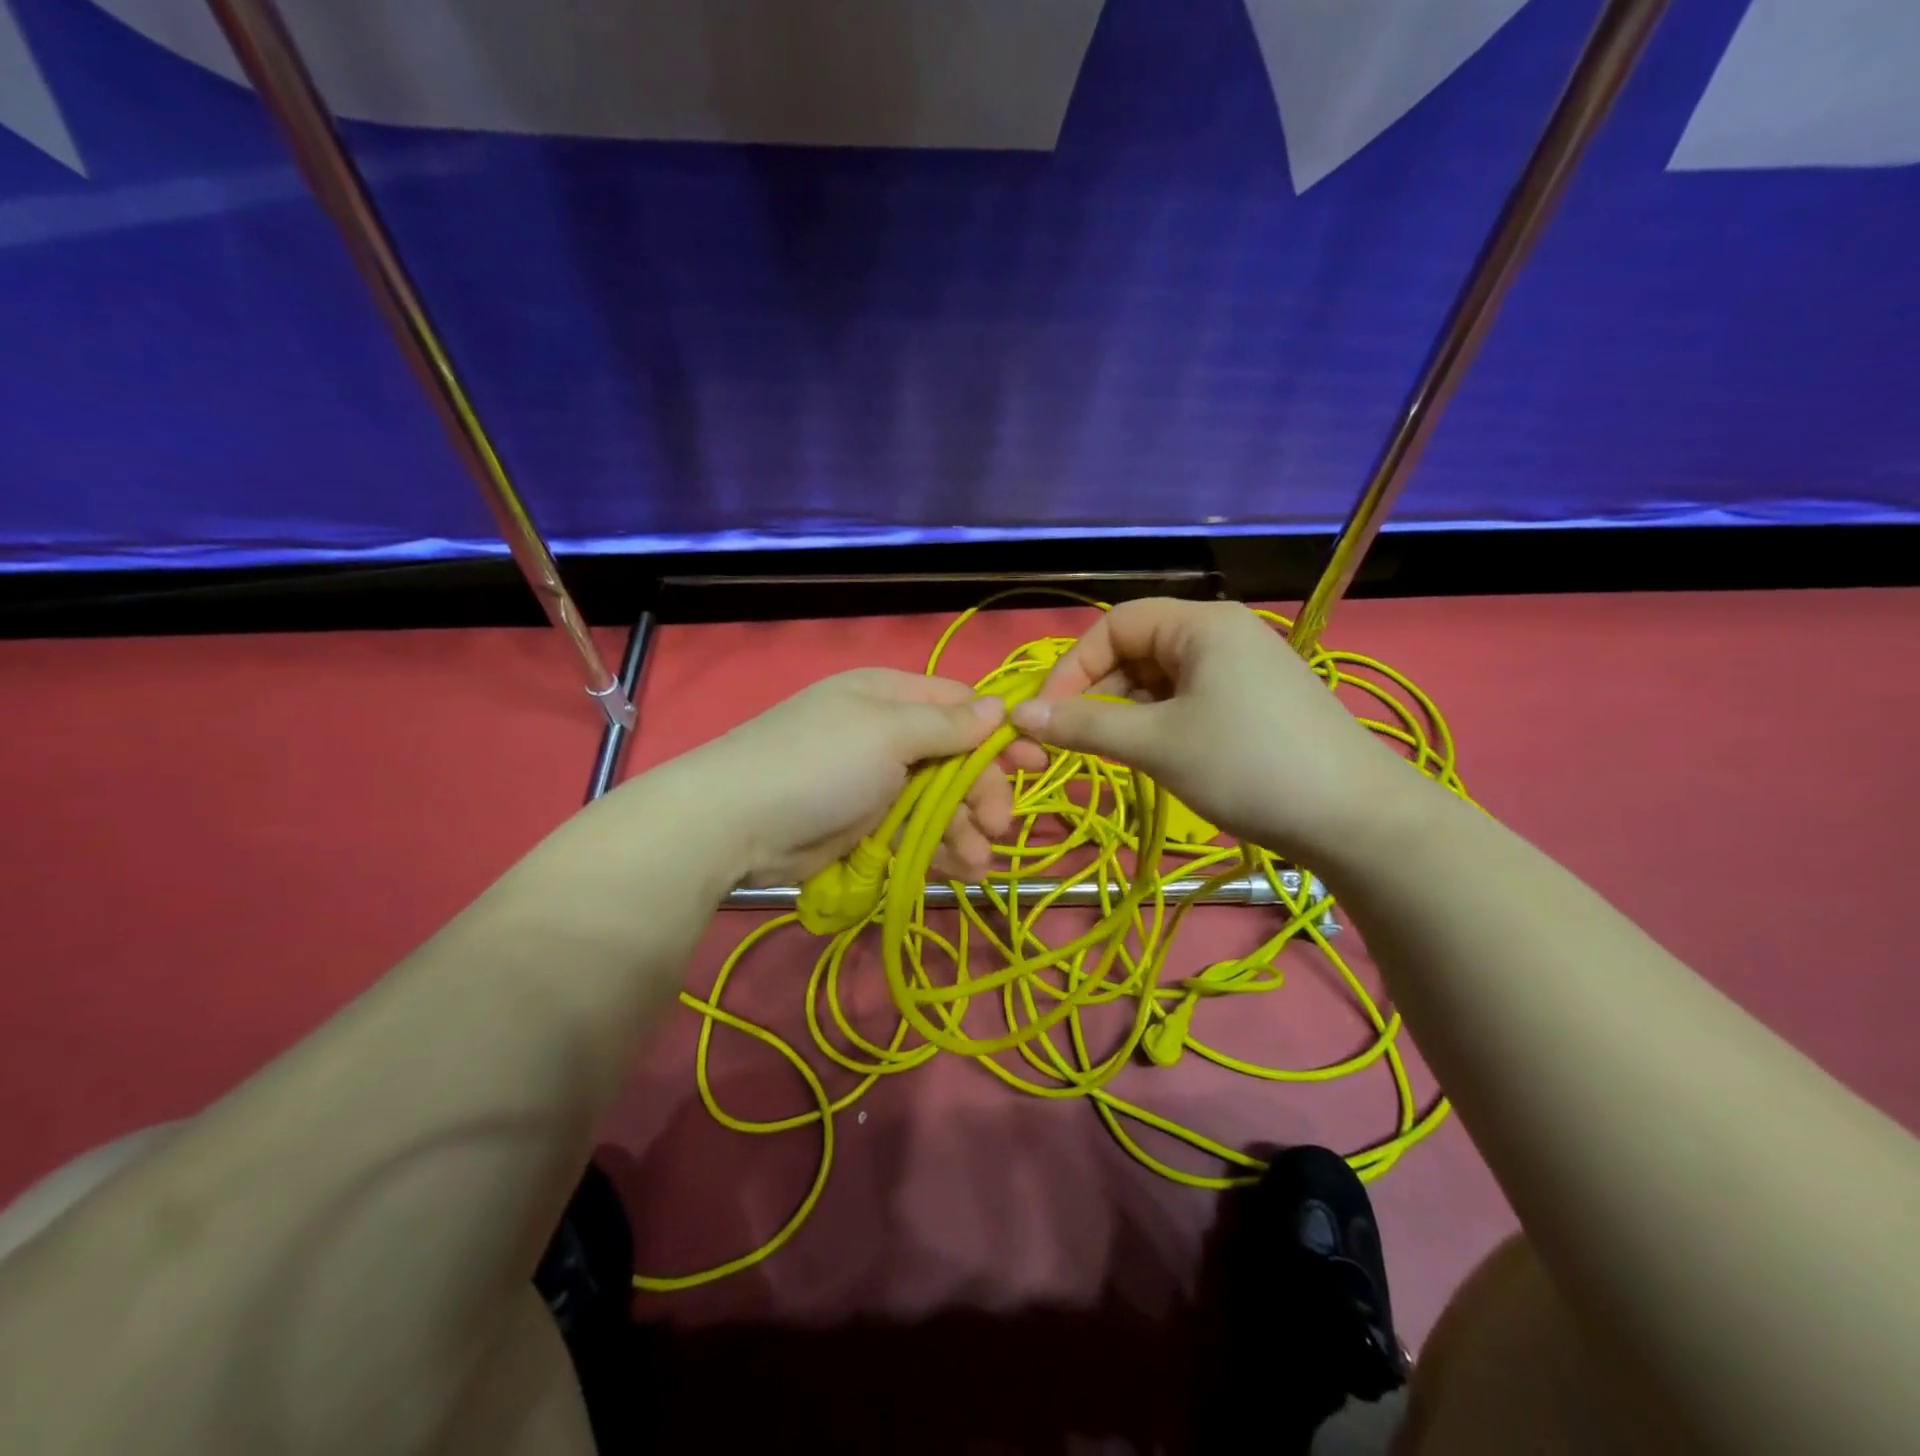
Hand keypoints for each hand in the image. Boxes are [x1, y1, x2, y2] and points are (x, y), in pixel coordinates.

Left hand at [679, 669, 1013, 886]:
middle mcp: (886, 734)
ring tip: (978, 860)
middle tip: (1000, 825)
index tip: (1035, 761)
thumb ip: (947, 725)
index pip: (959, 706)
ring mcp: (874, 783)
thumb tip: (998, 706)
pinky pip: (915, 833)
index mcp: (890, 697)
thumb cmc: (820, 762)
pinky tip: (960, 869)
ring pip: (939, 801)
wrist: (735, 823)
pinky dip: (939, 849)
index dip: (998, 732)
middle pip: (955, 759)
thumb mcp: (888, 733)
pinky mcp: (865, 826)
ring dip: (965, 828)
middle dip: (982, 792)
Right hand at [1009, 598, 1431, 865]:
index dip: (1073, 667)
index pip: (1115, 625)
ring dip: (1127, 712)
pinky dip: (1160, 722)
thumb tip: (1019, 715)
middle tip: (1076, 740)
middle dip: (1098, 692)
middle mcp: (1222, 634)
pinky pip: (1189, 699)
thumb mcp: (1156, 744)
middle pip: (1137, 650)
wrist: (1355, 819)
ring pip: (1161, 679)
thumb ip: (1083, 726)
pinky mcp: (1256, 702)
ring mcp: (1244, 668)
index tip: (1047, 716)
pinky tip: (1156, 755)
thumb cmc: (1247, 765)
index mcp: (1201, 624)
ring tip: (1114, 753)